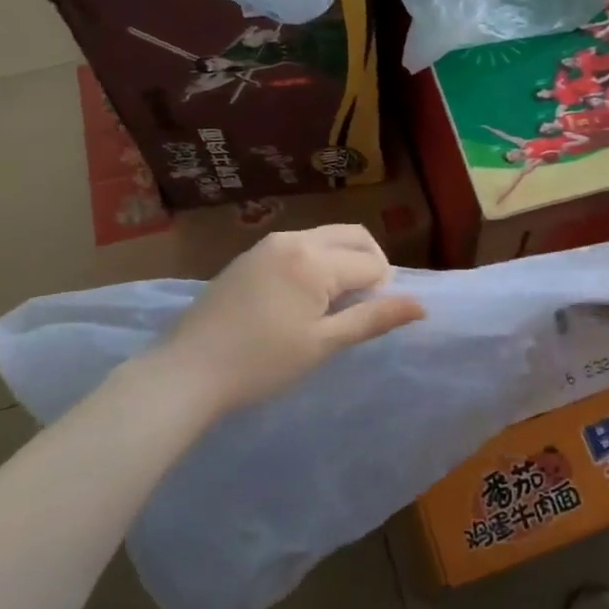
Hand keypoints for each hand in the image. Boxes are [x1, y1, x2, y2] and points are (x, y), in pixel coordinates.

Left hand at [144, 225, 425, 417]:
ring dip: (342, 260)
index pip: (371, 263)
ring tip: (332, 305)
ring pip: (325, 238)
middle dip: (370, 262)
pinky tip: (301, 298)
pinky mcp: (250, 255)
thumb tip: (421, 305)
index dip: (381, 290)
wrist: (187, 372)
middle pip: (353, 236)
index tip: (364, 321)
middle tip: (363, 304)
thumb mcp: (323, 344)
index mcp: (315, 259)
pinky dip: (316, 261)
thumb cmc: (261, 363)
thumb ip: (373, 318)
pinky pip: (299, 245)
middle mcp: (294, 239)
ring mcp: (268, 244)